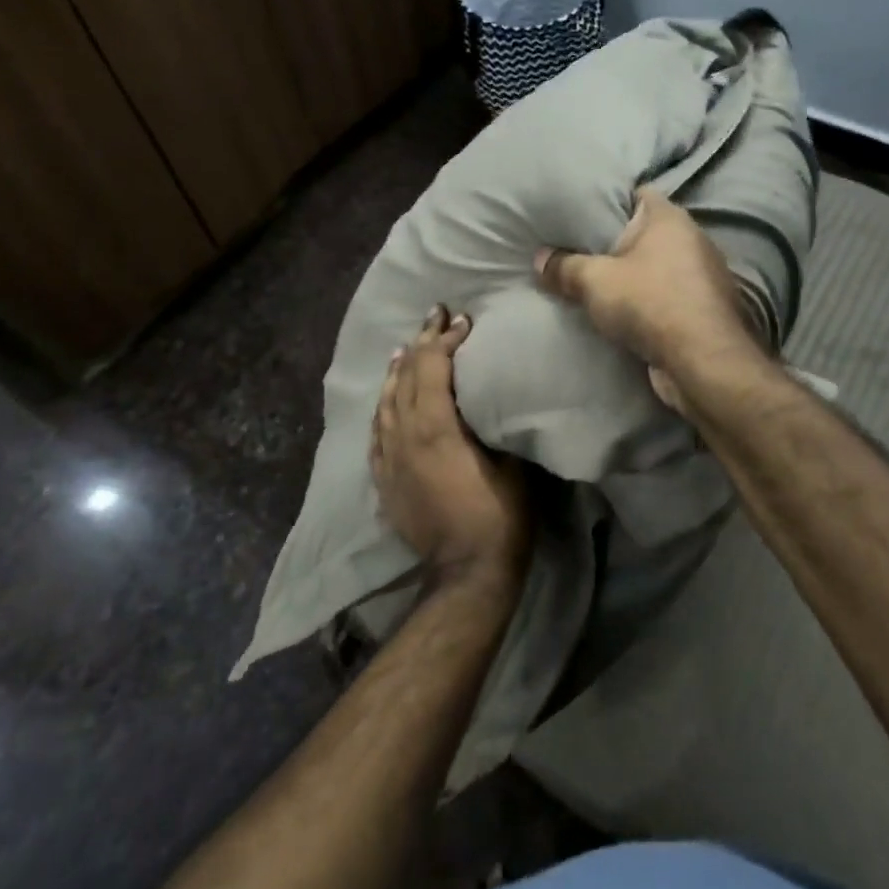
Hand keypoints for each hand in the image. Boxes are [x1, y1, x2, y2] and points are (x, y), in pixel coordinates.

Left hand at [370, 306, 529, 587]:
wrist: (466, 573)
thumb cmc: (499, 515)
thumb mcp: (511, 462)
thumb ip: (495, 422)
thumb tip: (492, 393)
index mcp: (434, 426)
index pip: (431, 366)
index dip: (446, 338)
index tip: (464, 321)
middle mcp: (403, 435)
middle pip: (405, 376)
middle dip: (421, 341)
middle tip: (435, 315)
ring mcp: (388, 458)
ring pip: (385, 400)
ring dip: (397, 369)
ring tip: (405, 347)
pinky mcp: (383, 479)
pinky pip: (377, 430)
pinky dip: (383, 405)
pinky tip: (387, 397)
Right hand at [534, 189, 760, 412]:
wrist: (702, 361)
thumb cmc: (650, 303)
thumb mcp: (594, 282)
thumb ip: (564, 267)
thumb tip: (539, 259)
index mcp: (671, 218)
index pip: (638, 193)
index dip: (610, 199)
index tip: (582, 212)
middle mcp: (693, 239)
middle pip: (647, 232)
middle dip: (617, 242)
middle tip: (579, 248)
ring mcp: (703, 275)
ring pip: (658, 267)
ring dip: (635, 276)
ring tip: (598, 283)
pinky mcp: (704, 309)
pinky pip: (668, 295)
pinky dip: (649, 301)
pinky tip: (624, 313)